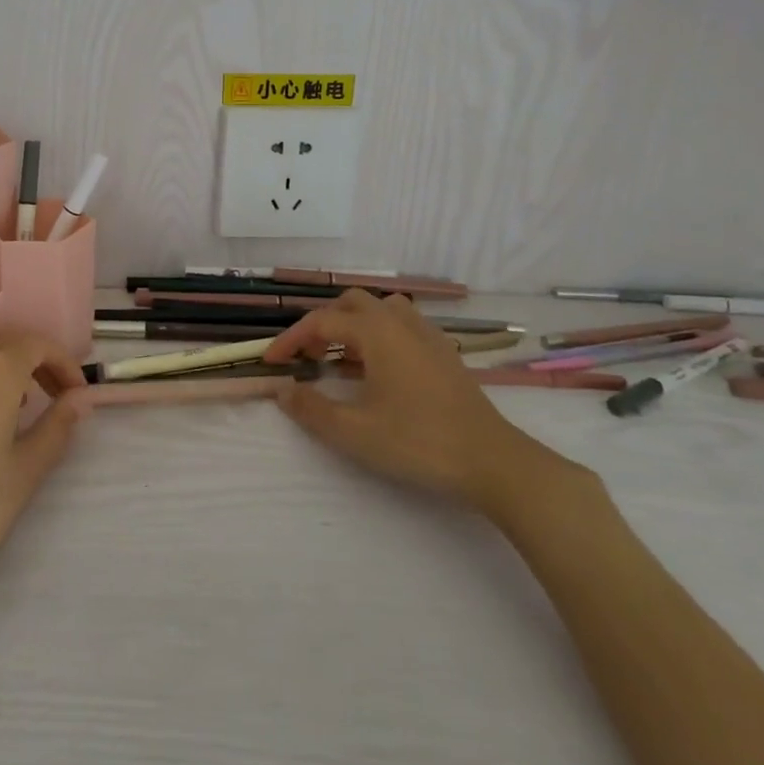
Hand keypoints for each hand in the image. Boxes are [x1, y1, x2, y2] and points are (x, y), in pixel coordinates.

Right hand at [266, 291, 585, 516]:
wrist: (492, 461)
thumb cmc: (418, 442)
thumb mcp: (354, 432)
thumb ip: (311, 409)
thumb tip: (282, 390)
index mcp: (376, 331)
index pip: (320, 322)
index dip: (290, 340)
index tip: (271, 363)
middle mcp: (400, 322)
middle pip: (351, 303)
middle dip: (322, 325)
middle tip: (307, 358)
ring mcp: (427, 335)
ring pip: (379, 310)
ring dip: (352, 325)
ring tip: (340, 358)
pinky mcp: (444, 353)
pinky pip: (401, 326)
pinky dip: (378, 335)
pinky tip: (377, 370)